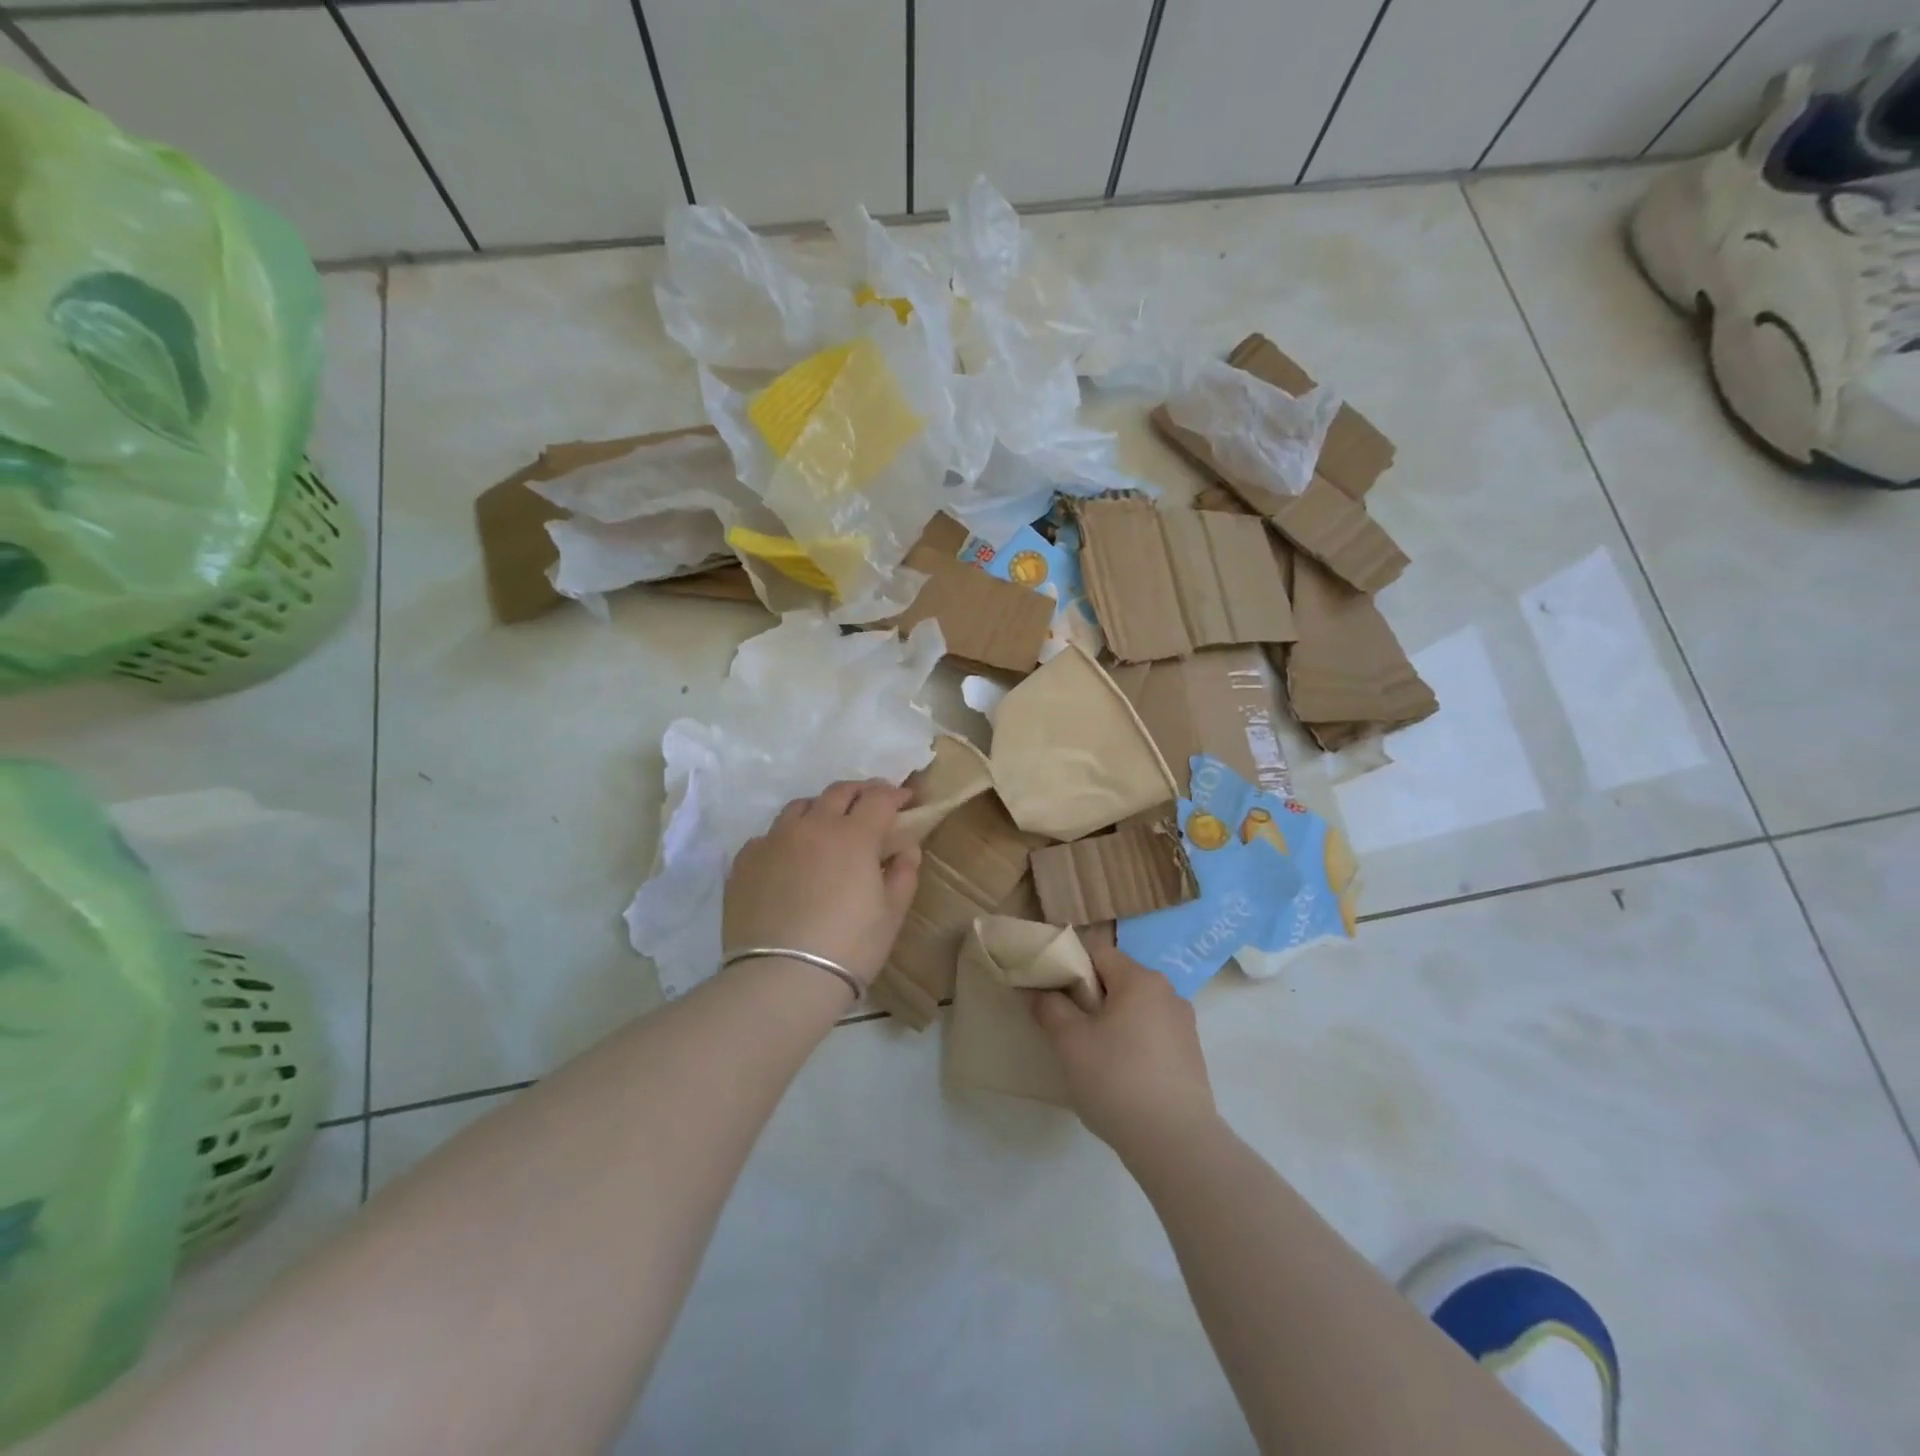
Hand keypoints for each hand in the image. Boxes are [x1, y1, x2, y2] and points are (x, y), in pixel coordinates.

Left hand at [723, 781, 920, 987]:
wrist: (781, 980)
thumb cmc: (849, 948)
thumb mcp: (891, 915)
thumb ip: (903, 874)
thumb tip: (906, 849)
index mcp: (853, 836)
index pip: (879, 798)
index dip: (895, 794)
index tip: (906, 799)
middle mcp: (812, 827)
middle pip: (838, 792)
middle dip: (860, 792)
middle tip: (871, 803)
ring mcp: (773, 841)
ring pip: (800, 807)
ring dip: (820, 809)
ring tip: (827, 827)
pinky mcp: (745, 861)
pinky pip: (768, 836)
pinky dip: (786, 839)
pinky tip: (790, 860)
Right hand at [1032, 946, 1217, 1158]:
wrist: (1176, 1143)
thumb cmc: (1117, 1080)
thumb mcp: (1070, 1042)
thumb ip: (1050, 1008)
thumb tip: (1040, 991)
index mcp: (1140, 979)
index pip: (1097, 952)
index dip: (1069, 966)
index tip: (1051, 994)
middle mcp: (1167, 992)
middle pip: (1117, 980)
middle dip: (1089, 998)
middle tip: (1067, 1029)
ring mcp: (1184, 1025)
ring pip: (1135, 1009)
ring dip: (1111, 1022)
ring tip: (1092, 1057)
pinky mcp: (1191, 1056)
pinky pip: (1151, 1034)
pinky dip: (1132, 1044)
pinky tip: (1120, 1076)